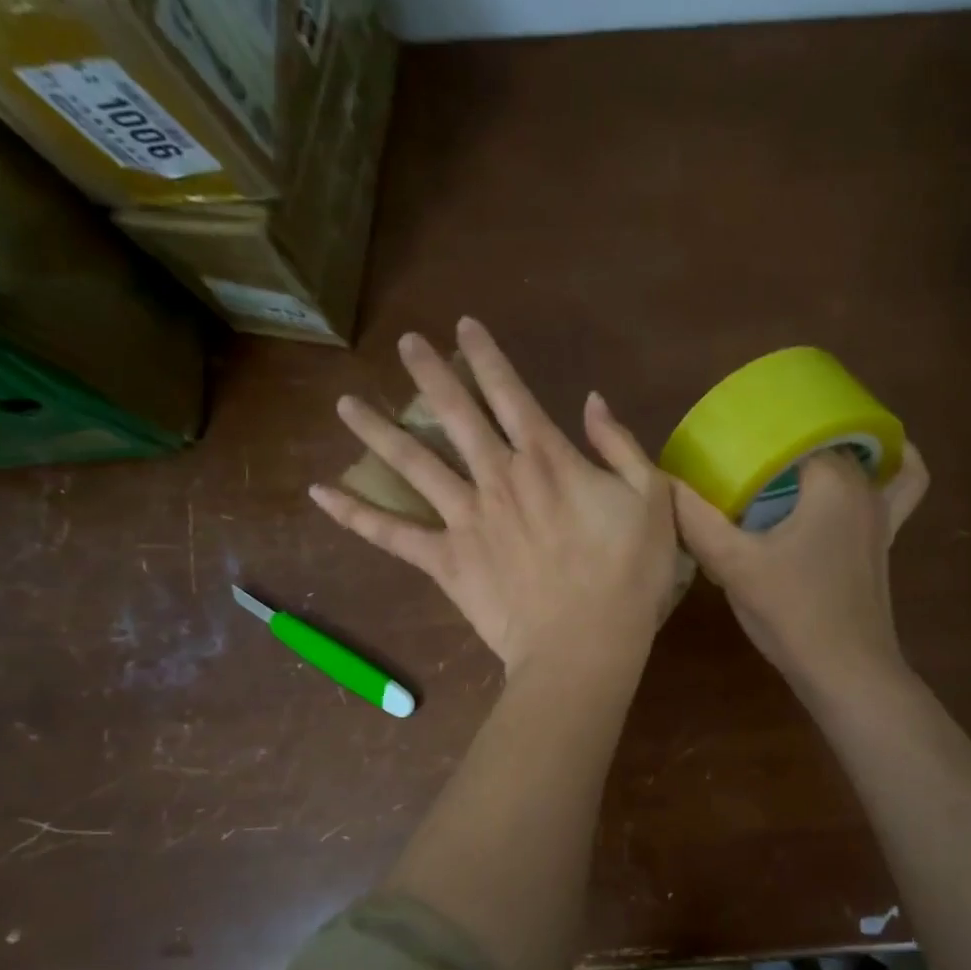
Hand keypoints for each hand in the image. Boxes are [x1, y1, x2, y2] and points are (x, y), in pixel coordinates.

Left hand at [311, 318, 678, 675]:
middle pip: (456, 415)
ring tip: (346, 404)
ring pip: (413, 463)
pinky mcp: (445, 560)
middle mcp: (497, 477)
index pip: (510, 392)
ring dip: (379, 431)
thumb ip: (620, 445)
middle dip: (430, 374)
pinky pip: (392, 534)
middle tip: (406, 344)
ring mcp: (465, 519)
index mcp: (546, 459)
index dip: (486, 356)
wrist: (586, 643)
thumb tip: (591, 401)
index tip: (463, 326)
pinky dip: (356, 514)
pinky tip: (320, 494)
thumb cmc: (628, 575)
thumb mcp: (650, 500)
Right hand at [673, 444, 928, 695]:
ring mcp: (882, 514)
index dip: (757, 434)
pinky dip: (889, 469)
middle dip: (786, 441)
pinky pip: (901, 487)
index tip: (725, 443)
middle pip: (825, 440)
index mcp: (832, 479)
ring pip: (865, 458)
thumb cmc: (792, 612)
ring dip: (833, 449)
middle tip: (744, 455)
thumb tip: (665, 484)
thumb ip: (696, 520)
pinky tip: (863, 470)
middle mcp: (864, 486)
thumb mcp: (734, 565)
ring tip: (794, 455)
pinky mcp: (885, 541)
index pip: (794, 430)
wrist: (846, 671)